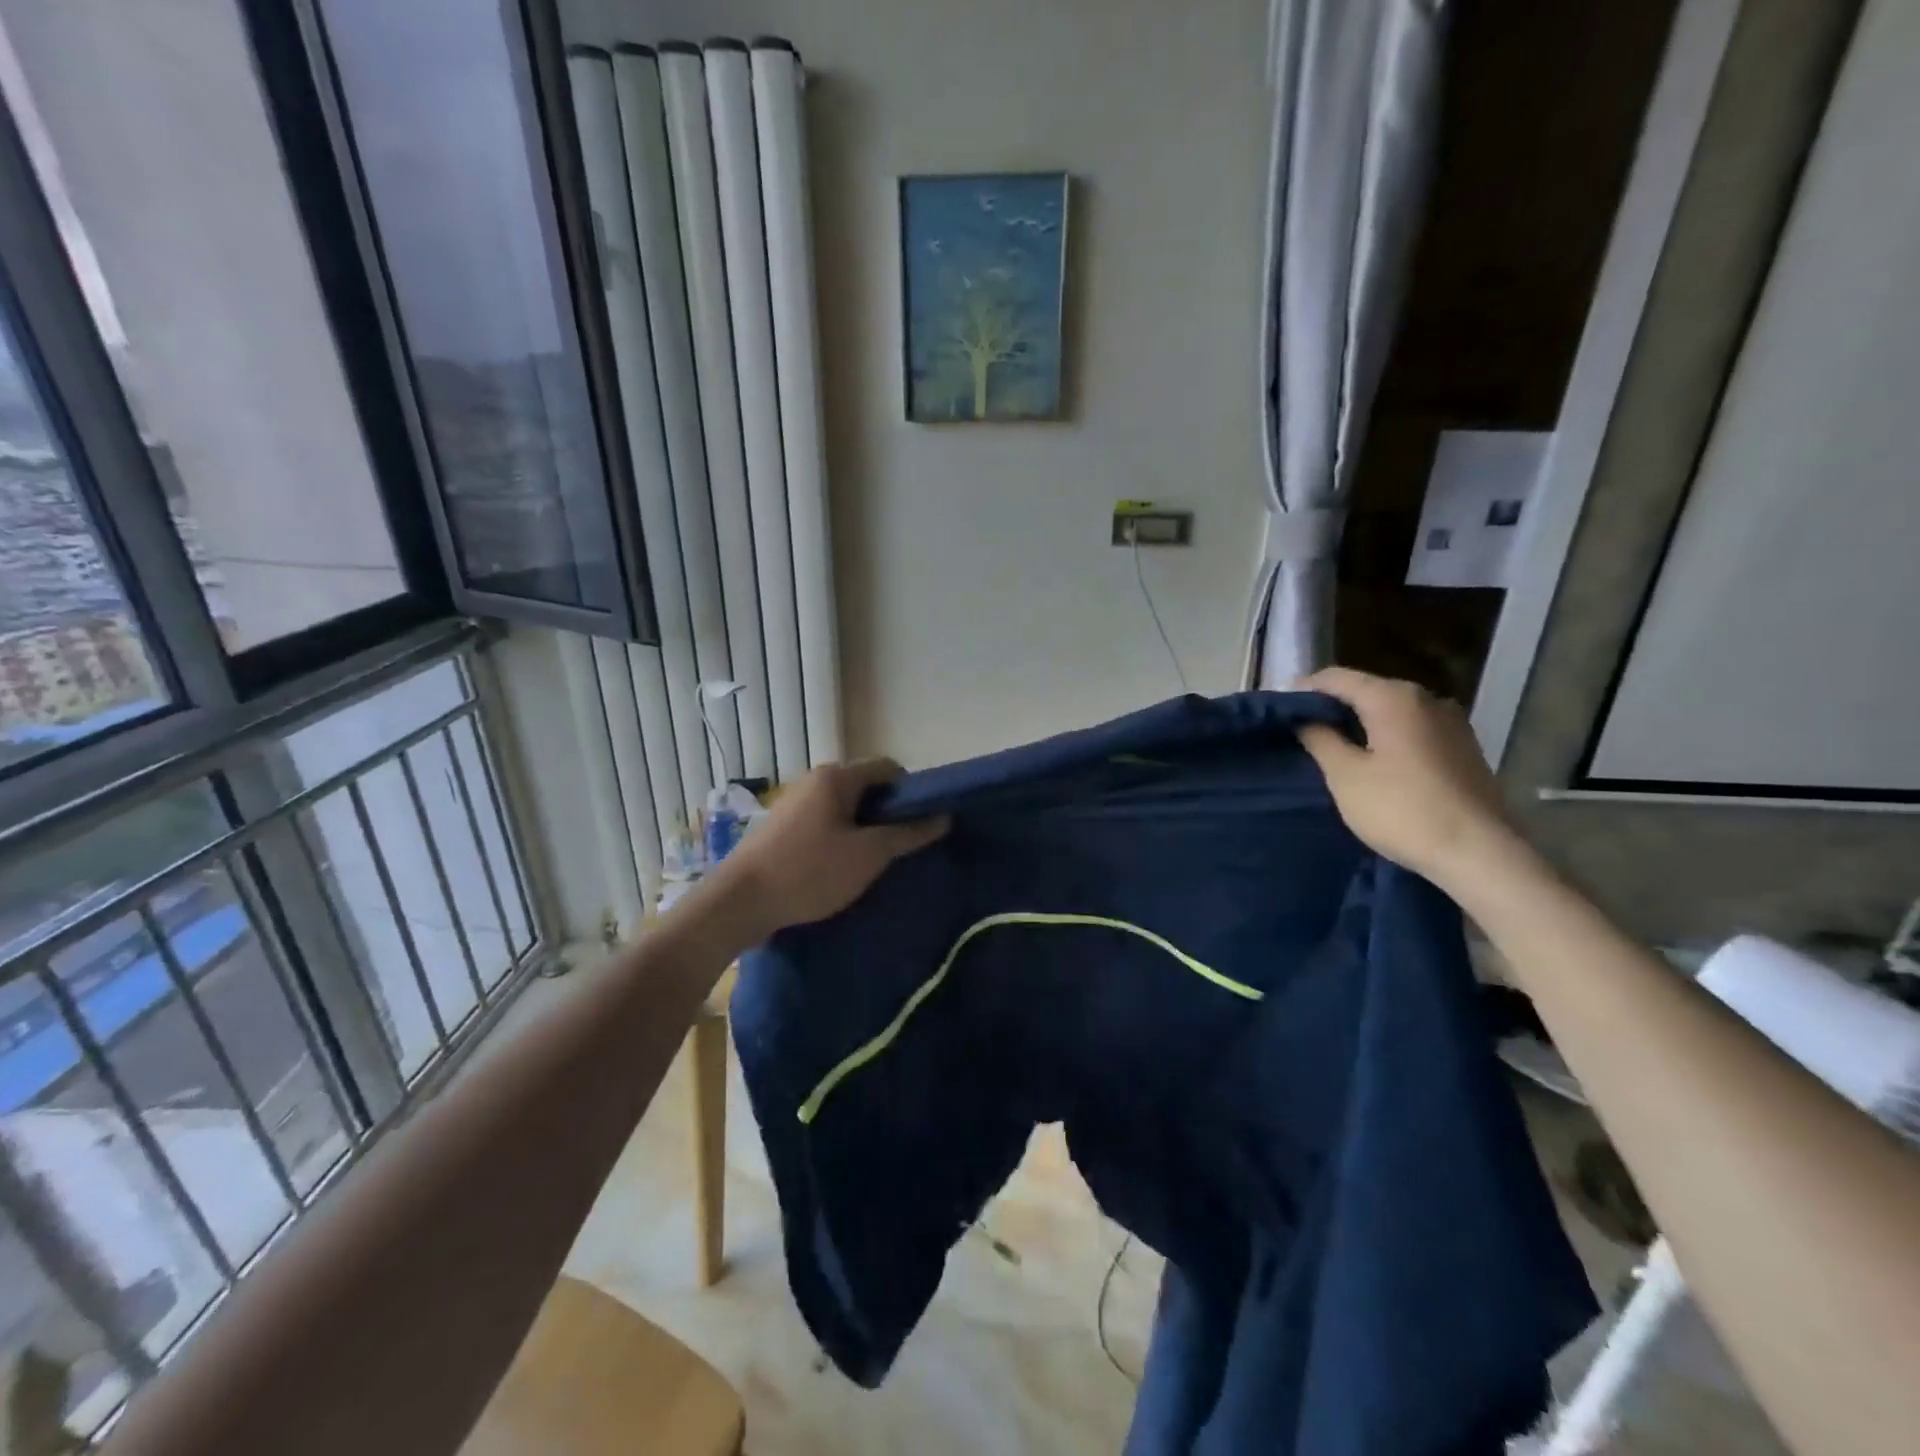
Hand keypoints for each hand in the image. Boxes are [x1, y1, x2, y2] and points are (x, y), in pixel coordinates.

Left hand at [716, 758, 949, 936]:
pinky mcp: (783, 826)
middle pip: (866, 786)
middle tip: (901, 846)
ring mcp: (795, 802)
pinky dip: (841, 837)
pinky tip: (842, 867)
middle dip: (888, 813)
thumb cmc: (810, 872)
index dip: (911, 791)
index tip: (921, 823)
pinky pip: (825, 821)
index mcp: (837, 777)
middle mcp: (815, 780)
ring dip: (864, 828)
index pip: (888, 768)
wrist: (740, 902)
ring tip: (875, 861)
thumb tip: (944, 817)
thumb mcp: (868, 855)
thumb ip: (908, 834)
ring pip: (845, 807)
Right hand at [1294, 667, 1526, 890]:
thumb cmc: (1401, 809)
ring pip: (1391, 711)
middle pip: (1366, 690)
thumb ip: (1319, 738)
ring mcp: (1451, 722)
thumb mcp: (1345, 775)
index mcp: (1393, 697)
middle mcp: (1426, 698)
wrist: (1478, 853)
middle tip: (1300, 729)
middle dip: (1332, 706)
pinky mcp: (1463, 747)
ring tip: (1332, 746)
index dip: (1303, 689)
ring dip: (1360, 722)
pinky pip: (1412, 729)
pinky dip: (1386, 736)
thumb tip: (1304, 717)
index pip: (1336, 678)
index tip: (1278, 710)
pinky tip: (1373, 760)